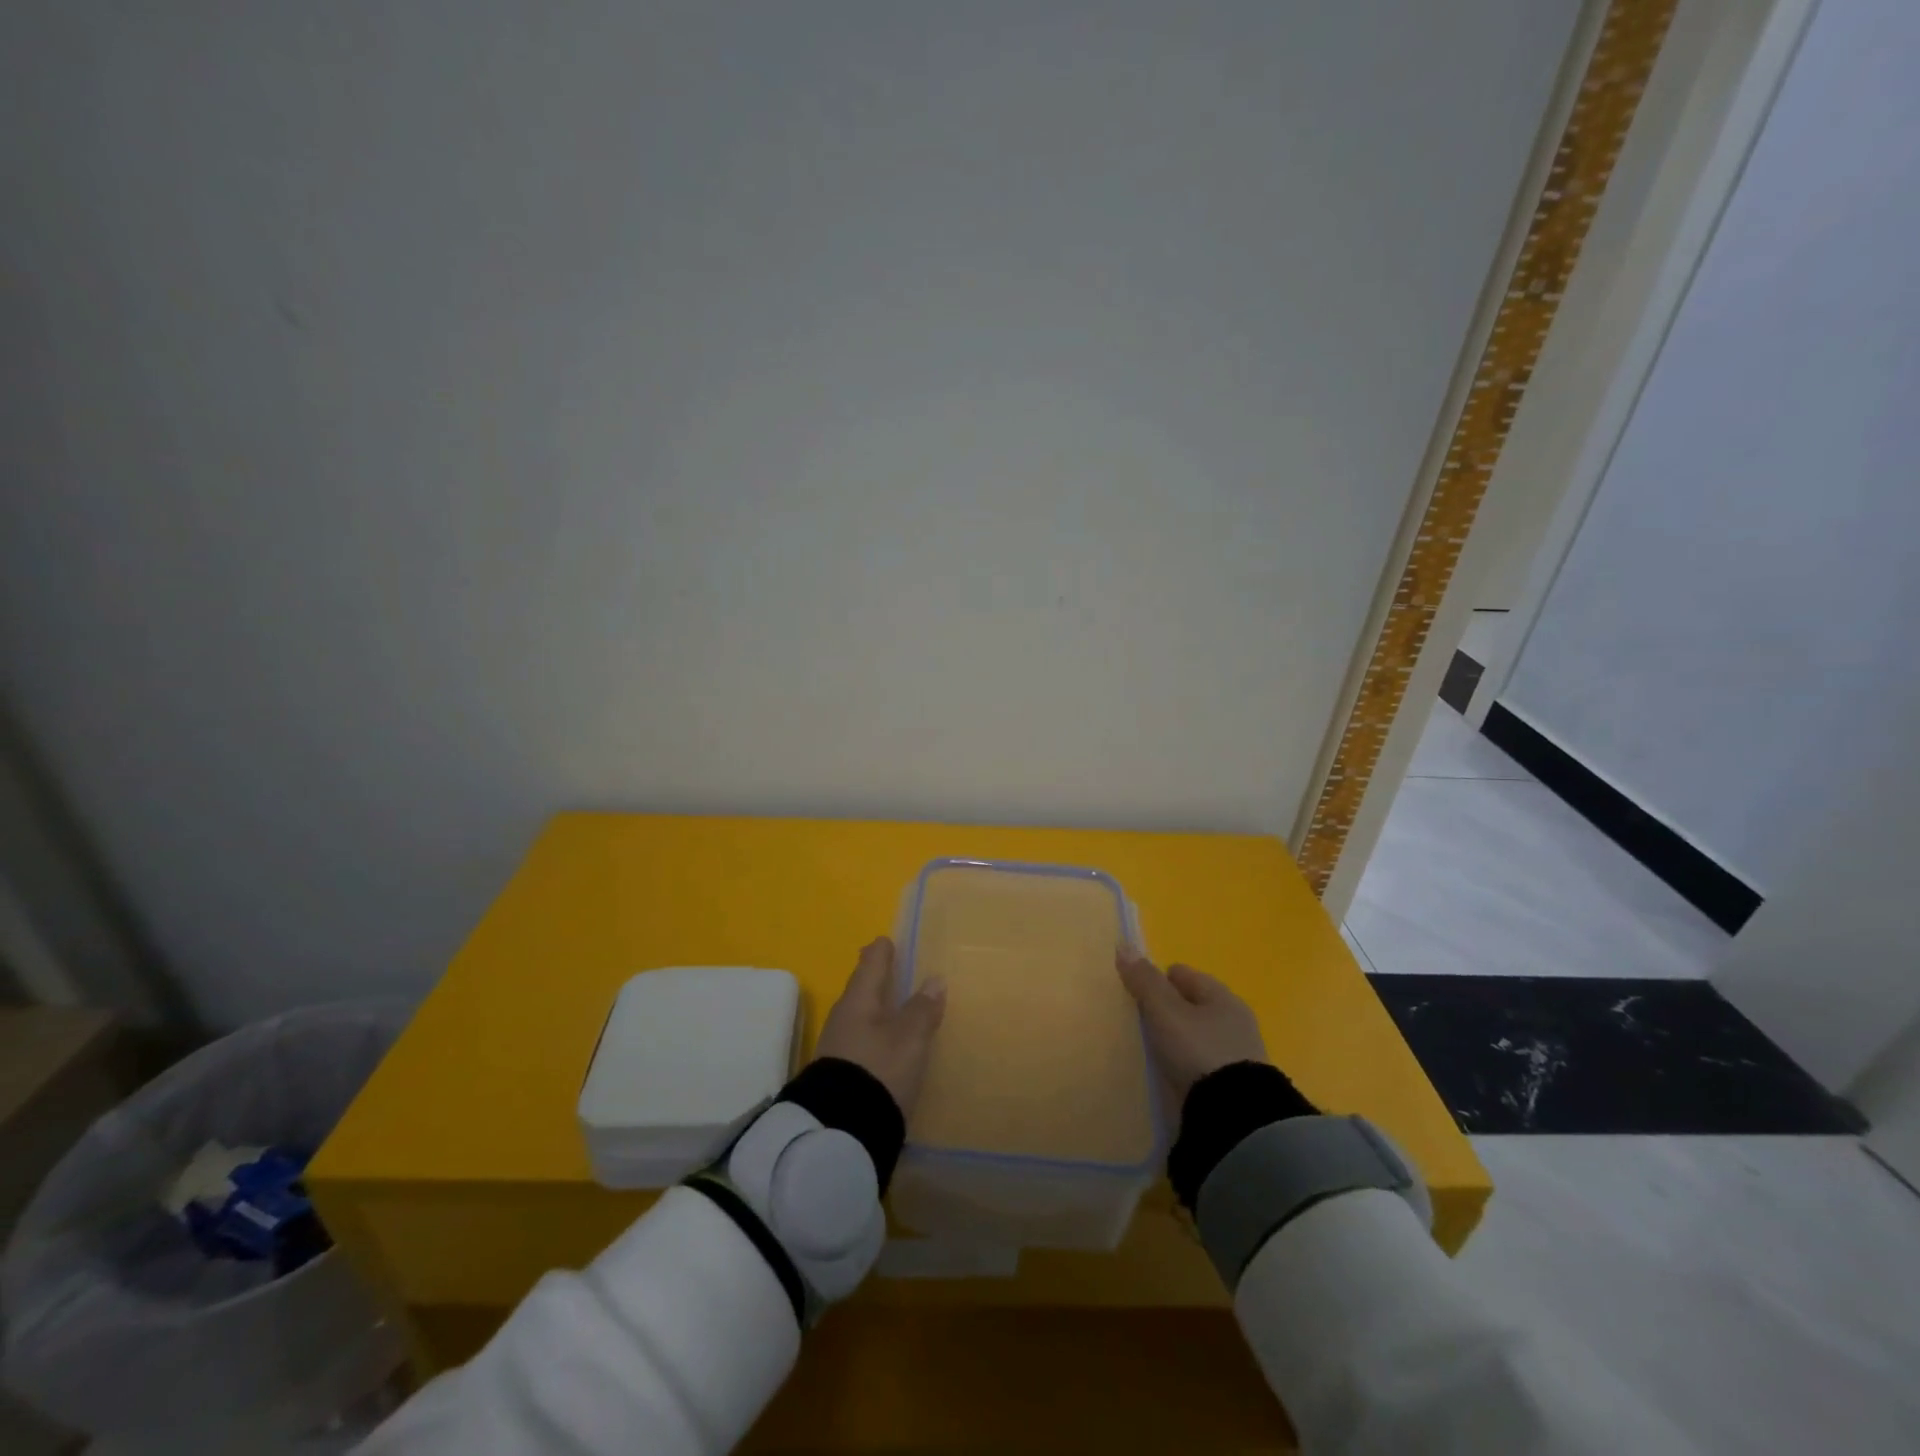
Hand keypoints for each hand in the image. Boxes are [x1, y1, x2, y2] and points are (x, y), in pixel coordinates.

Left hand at [814, 936, 946, 1116]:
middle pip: (862, 989)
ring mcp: (837, 1047)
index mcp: (859, 999)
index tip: (886, 940)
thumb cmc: (879, 1070)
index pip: (871, 963)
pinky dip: (873, 1035)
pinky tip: (884, 1045)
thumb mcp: (909, 1039)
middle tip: (892, 970)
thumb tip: (934, 979)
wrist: (840, 1131)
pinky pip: (859, 1041)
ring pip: (860, 1016)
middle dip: (876, 980)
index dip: (881, 951)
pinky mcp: (839, 1074)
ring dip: (876, 1010)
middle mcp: (843, 1017)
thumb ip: (922, 1009)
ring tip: (893, 1009)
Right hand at [1117, 948, 1267, 1101]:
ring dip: (1180, 1039)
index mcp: (1222, 997)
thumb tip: (1124, 945)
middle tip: (1142, 1022)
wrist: (1236, 1116)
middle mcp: (1235, 1020)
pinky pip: (1205, 1063)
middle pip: (1193, 1005)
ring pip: (1200, 1035)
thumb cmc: (1199, 1051)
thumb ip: (1145, 981)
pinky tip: (1174, 1073)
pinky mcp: (1237, 1086)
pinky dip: (1189, 1064)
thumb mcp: (1165, 1012)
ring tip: (1155, 1050)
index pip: (1183, 975)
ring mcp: (1239, 1055)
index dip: (1158, 979)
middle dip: (1170, 1010)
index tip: (1137, 994)